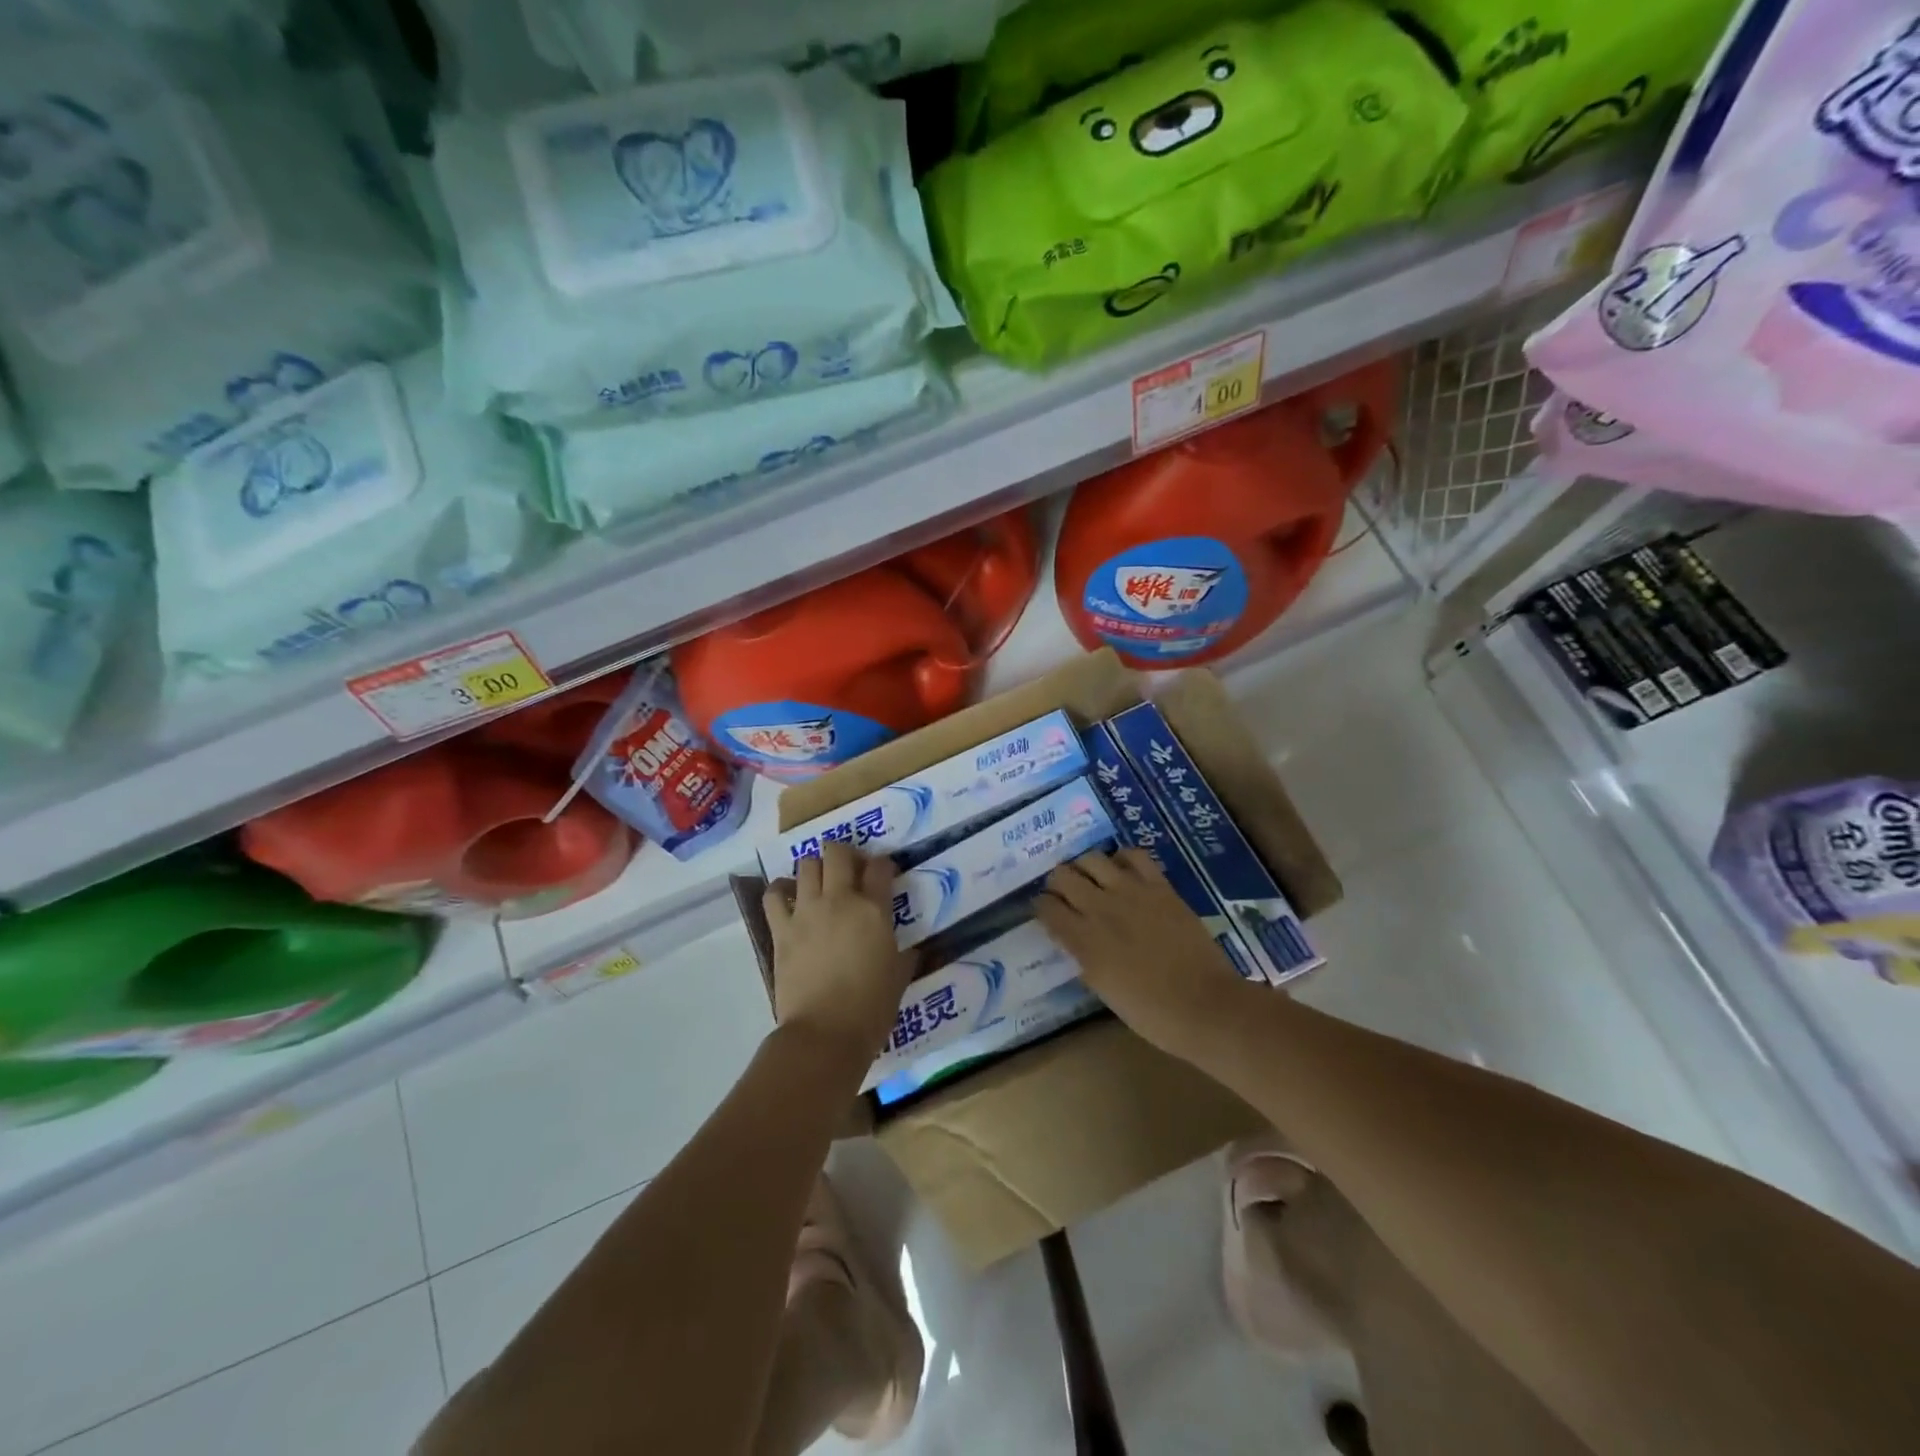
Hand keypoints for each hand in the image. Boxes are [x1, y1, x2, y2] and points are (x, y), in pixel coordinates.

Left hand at [763, 842, 914, 1071]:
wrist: (826, 1033)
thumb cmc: (871, 1008)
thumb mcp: (899, 976)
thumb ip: (904, 955)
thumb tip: (910, 950)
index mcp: (874, 910)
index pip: (880, 867)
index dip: (883, 865)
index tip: (883, 873)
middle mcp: (840, 900)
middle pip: (838, 853)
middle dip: (845, 853)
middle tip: (850, 869)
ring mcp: (807, 911)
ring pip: (806, 865)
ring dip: (815, 868)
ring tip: (819, 882)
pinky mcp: (781, 929)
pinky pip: (774, 895)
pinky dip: (780, 889)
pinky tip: (788, 896)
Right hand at [1034, 848, 1252, 1063]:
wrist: (1204, 1006)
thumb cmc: (1150, 1012)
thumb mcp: (1103, 989)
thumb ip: (1083, 957)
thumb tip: (1074, 939)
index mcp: (1083, 940)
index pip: (1045, 907)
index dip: (1042, 907)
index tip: (1046, 912)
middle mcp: (1100, 908)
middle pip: (1062, 875)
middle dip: (1057, 882)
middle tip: (1065, 893)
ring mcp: (1131, 892)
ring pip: (1092, 858)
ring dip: (1085, 867)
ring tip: (1092, 878)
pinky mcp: (1160, 886)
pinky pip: (1134, 856)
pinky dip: (1122, 859)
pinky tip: (1124, 872)